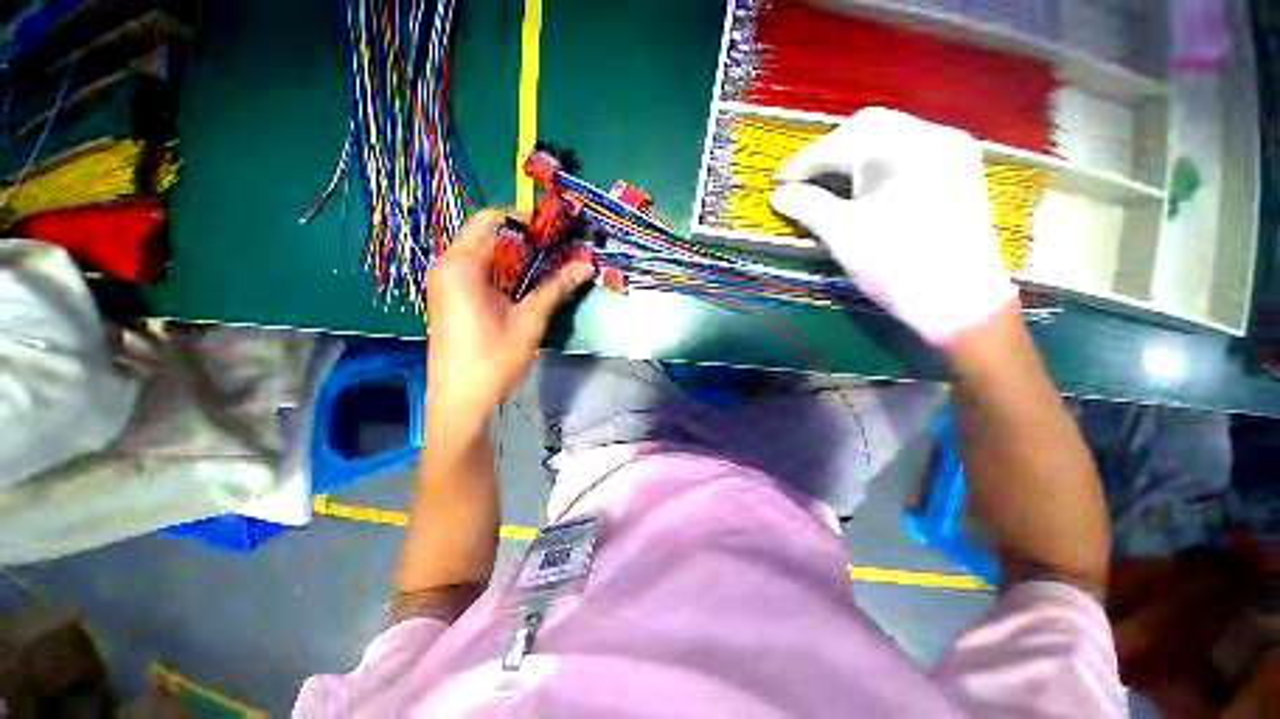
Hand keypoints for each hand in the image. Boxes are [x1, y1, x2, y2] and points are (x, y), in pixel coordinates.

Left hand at [426, 209, 592, 426]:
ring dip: (514, 257)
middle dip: (523, 240)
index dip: (525, 219)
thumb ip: (556, 288)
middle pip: (487, 234)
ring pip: (482, 253)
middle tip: (555, 252)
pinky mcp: (448, 298)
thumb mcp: (529, 321)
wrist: (460, 400)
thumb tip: (586, 264)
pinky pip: (475, 271)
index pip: (492, 219)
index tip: (554, 233)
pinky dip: (501, 271)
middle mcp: (447, 266)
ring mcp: (444, 283)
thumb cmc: (493, 359)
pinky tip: (522, 288)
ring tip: (545, 269)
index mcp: (463, 265)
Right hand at [769, 107, 1017, 346]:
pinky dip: (879, 162)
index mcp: (902, 148)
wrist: (959, 301)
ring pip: (891, 136)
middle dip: (829, 151)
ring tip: (828, 183)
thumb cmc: (894, 265)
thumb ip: (807, 207)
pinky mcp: (959, 171)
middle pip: (868, 127)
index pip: (839, 143)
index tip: (779, 182)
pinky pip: (910, 151)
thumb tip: (778, 195)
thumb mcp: (842, 234)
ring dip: (854, 154)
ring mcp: (951, 151)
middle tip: (803, 180)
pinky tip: (865, 186)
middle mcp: (932, 135)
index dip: (803, 162)